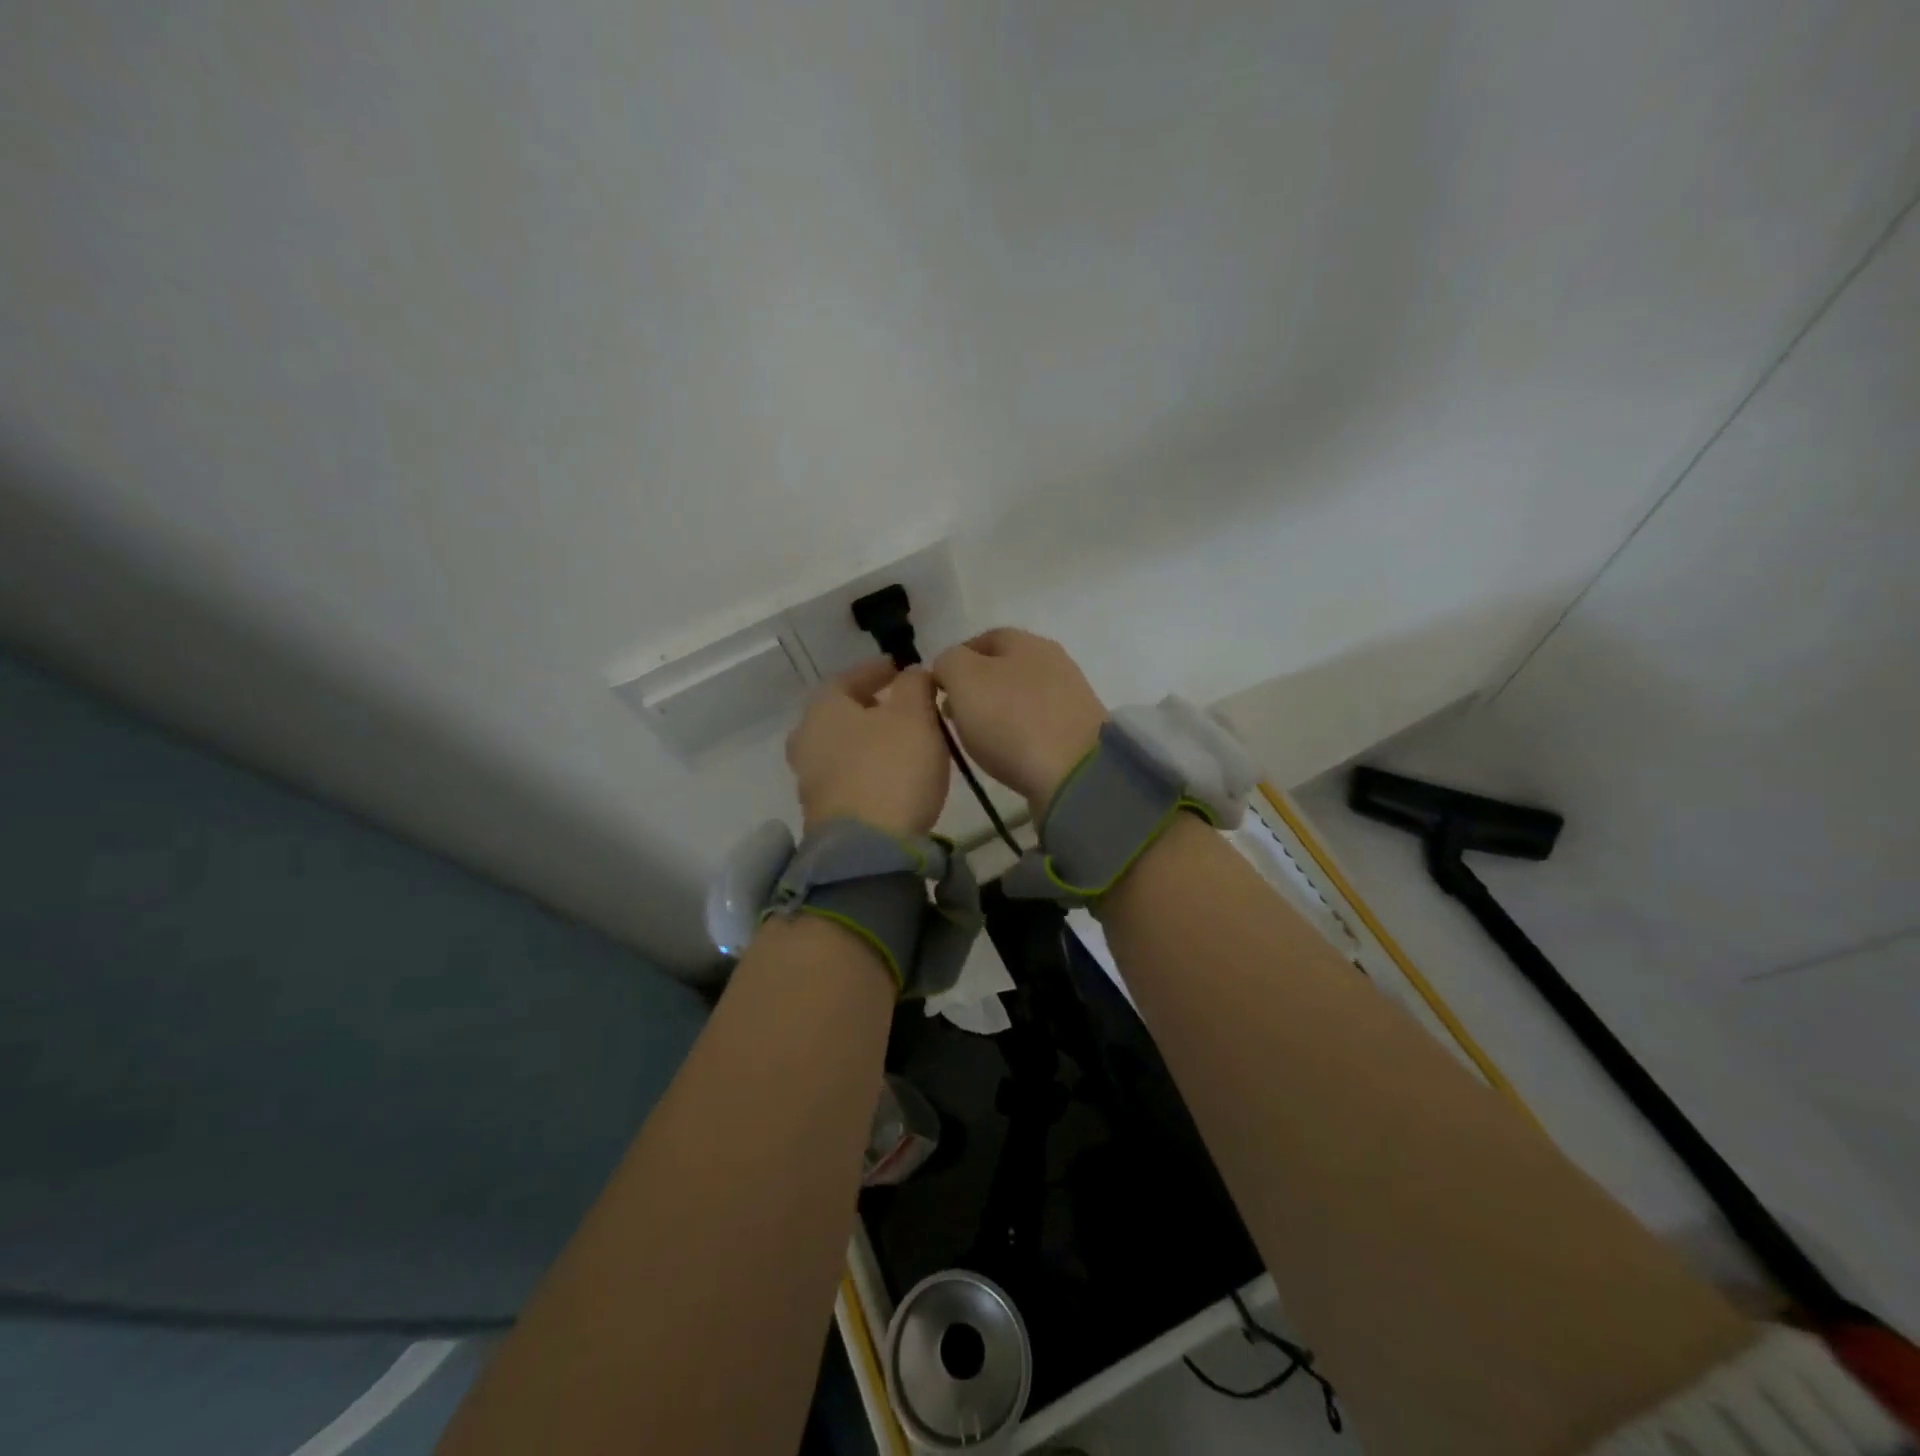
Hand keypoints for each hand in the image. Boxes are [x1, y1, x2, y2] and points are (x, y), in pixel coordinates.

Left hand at [787, 659, 948, 838]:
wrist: (868, 850)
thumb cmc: (892, 769)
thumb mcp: (914, 716)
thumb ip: (914, 685)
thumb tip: (911, 673)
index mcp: (822, 708)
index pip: (848, 677)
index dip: (877, 670)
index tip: (900, 669)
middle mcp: (806, 739)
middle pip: (839, 714)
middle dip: (869, 707)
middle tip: (898, 706)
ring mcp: (809, 779)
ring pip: (840, 747)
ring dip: (867, 740)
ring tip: (900, 742)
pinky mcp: (821, 813)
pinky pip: (845, 777)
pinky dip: (865, 769)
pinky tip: (890, 775)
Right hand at [930, 628, 1106, 813]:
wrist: (1075, 774)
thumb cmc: (1011, 720)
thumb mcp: (963, 679)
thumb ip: (948, 662)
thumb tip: (949, 667)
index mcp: (1025, 641)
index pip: (982, 639)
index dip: (955, 661)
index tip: (937, 690)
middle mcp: (1052, 661)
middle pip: (1003, 669)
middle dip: (975, 689)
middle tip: (953, 717)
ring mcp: (1070, 696)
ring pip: (1019, 697)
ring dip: (996, 713)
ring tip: (977, 740)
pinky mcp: (1078, 731)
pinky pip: (1037, 724)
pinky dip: (1018, 734)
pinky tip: (1008, 753)